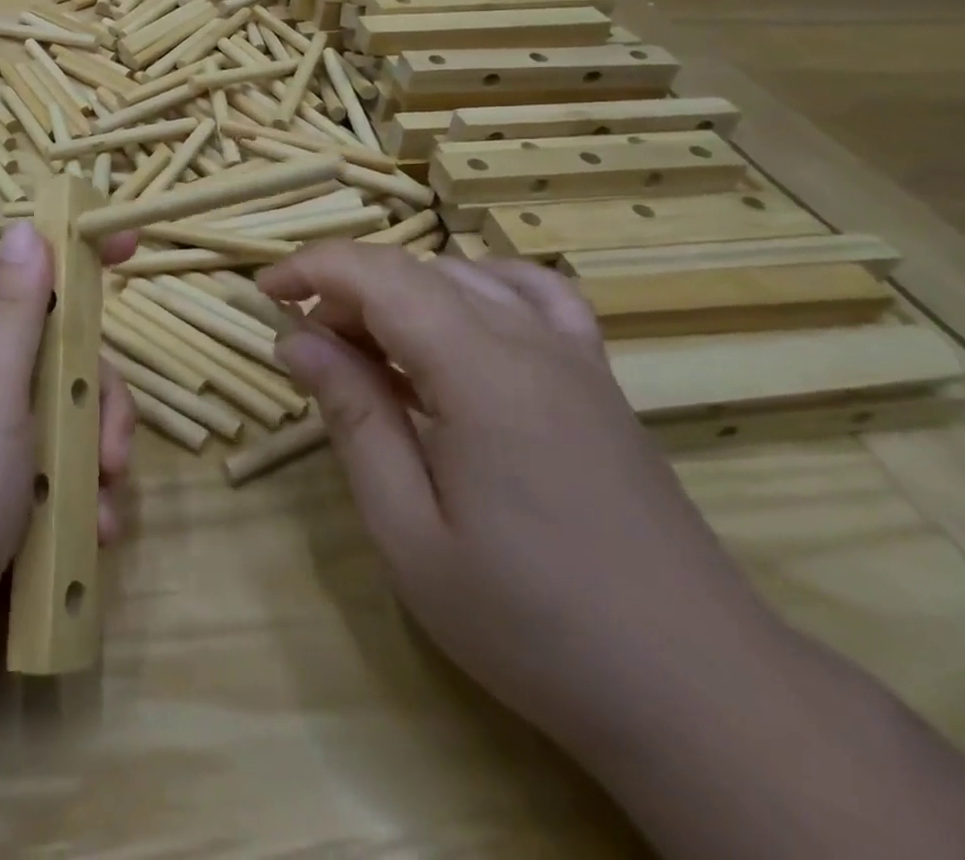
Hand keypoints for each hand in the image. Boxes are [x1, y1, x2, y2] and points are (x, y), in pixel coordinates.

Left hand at [0, 220, 137, 720]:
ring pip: (62, 419)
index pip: (20, 274)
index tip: (131, 249)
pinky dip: (76, 503)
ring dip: (94, 459)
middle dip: (97, 395)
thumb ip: (10, 306)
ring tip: (102, 511)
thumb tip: (23, 226)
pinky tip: (87, 539)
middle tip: (111, 448)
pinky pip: (50, 478)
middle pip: (55, 354)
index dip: (72, 259)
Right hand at [257, 246, 788, 763]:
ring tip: (368, 348)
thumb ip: (353, 417)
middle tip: (308, 351)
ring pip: (465, 275)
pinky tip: (458, 323)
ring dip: (398, 292)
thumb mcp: (408, 531)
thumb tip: (296, 340)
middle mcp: (529, 341)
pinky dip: (476, 286)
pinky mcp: (597, 378)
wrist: (701, 694)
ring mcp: (573, 355)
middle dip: (344, 291)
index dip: (311, 269)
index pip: (378, 276)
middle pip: (415, 272)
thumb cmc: (532, 623)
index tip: (263, 295)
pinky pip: (532, 294)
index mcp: (479, 372)